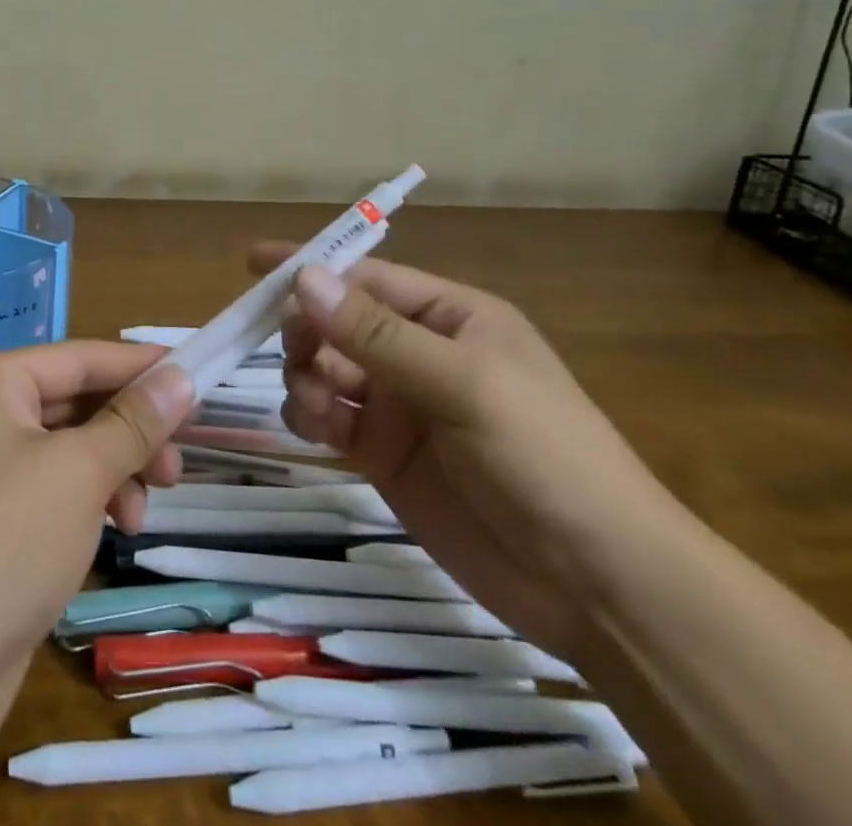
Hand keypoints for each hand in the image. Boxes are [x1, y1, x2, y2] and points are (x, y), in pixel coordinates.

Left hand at [0, 342, 195, 697]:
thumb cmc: (3, 542)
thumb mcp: (80, 472)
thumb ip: (134, 422)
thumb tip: (182, 377)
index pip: (79, 358)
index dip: (139, 366)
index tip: (196, 374)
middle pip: (75, 404)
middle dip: (130, 431)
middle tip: (178, 463)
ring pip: (69, 450)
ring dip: (115, 471)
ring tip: (147, 510)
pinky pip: (54, 490)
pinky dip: (91, 501)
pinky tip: (119, 530)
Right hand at [259, 246, 681, 657]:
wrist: (598, 585)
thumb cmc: (545, 457)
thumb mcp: (464, 384)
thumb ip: (378, 334)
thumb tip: (304, 279)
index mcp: (448, 317)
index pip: (365, 278)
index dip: (311, 269)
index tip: (253, 265)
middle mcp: (417, 353)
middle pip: (335, 323)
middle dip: (306, 331)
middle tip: (297, 355)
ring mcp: (398, 406)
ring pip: (322, 370)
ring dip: (304, 378)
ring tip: (317, 407)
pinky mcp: (382, 454)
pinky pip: (327, 418)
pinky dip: (310, 416)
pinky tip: (318, 430)